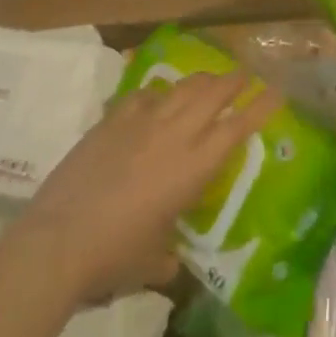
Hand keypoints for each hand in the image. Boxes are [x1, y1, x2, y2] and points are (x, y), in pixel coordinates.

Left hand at [13, 71, 279, 304]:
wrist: (59, 240)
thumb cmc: (115, 257)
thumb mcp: (152, 261)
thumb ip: (167, 256)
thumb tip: (168, 262)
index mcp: (194, 168)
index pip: (237, 128)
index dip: (260, 107)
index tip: (276, 90)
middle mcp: (174, 135)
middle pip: (212, 94)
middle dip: (233, 81)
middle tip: (244, 74)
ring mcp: (141, 123)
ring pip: (180, 88)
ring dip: (200, 81)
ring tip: (208, 79)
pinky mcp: (111, 121)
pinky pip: (142, 95)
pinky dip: (156, 94)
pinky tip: (155, 98)